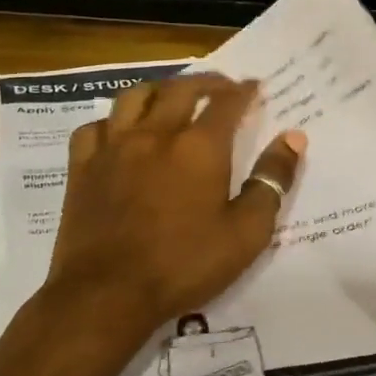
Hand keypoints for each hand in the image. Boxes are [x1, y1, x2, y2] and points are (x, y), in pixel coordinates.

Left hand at [39, 74, 305, 351]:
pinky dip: (112, 121)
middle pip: (181, 89)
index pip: (226, 102)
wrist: (107, 293)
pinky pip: (95, 126)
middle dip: (206, 82)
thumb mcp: (246, 232)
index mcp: (200, 147)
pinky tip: (119, 131)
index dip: (243, 91)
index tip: (254, 87)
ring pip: (134, 97)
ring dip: (159, 89)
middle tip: (220, 86)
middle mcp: (156, 134)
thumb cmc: (184, 265)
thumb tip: (293, 138)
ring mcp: (113, 147)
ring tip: (171, 96)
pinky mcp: (82, 167)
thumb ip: (271, 181)